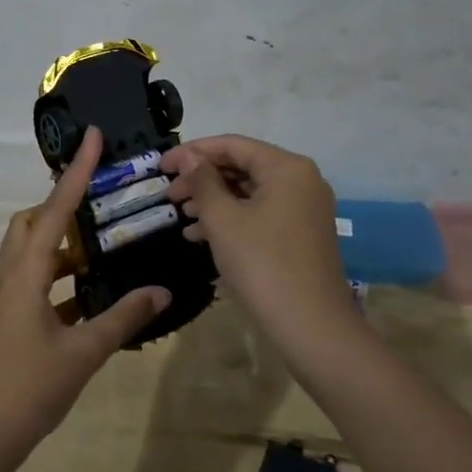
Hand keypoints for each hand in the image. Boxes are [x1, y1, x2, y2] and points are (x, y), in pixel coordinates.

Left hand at [0, 127, 169, 468]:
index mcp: (27, 273)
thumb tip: (161, 290)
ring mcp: (8, 299)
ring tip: (104, 241)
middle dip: (62, 203)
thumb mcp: (83, 353)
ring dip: (64, 243)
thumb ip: (123, 317)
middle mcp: (13, 276)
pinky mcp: (11, 320)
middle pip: (33, 222)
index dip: (76, 172)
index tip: (92, 137)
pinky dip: (63, 278)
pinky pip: (38, 283)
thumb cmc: (29, 388)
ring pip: (35, 253)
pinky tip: (93, 291)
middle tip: (101, 198)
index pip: (55, 210)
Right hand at [161, 135, 355, 342]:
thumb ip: (202, 181)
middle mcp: (301, 180)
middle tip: (169, 195)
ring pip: (249, 192)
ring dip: (213, 201)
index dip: (192, 152)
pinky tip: (200, 236)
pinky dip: (231, 219)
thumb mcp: (223, 220)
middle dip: (202, 179)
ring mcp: (304, 209)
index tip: (160, 166)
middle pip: (242, 167)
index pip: (232, 145)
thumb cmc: (262, 264)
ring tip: (181, 216)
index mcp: (286, 168)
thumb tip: (187, 157)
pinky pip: (260, 214)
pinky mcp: (300, 235)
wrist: (311, 326)